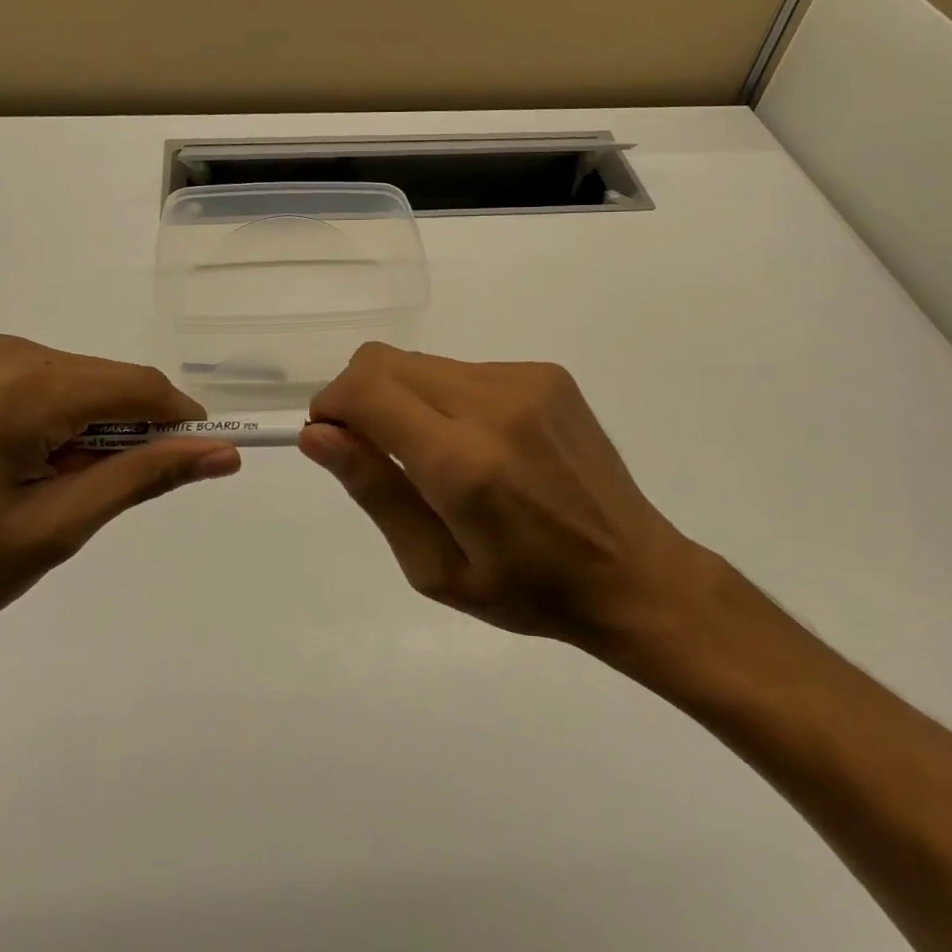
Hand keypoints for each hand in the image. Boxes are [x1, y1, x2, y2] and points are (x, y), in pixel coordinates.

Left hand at [0, 337, 241, 668]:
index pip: (140, 386)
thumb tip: (221, 452)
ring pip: (74, 385)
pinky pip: (35, 387)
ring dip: (89, 432)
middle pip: (106, 382)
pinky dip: (53, 424)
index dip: (181, 423)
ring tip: (54, 495)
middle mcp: (4, 351)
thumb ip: (143, 478)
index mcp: (27, 383)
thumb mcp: (54, 529)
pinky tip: (19, 473)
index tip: (200, 465)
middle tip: (106, 499)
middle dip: (129, 433)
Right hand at [301, 344, 708, 664]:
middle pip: (385, 361)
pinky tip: (478, 444)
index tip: (329, 438)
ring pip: (422, 362)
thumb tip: (317, 434)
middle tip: (372, 450)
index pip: (366, 390)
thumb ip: (374, 490)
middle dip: (357, 396)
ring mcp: (525, 380)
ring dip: (403, 397)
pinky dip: (445, 397)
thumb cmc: (528, 590)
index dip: (331, 405)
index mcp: (463, 462)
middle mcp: (494, 403)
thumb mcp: (434, 567)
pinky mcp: (547, 372)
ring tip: (434, 455)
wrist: (633, 572)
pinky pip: (464, 369)